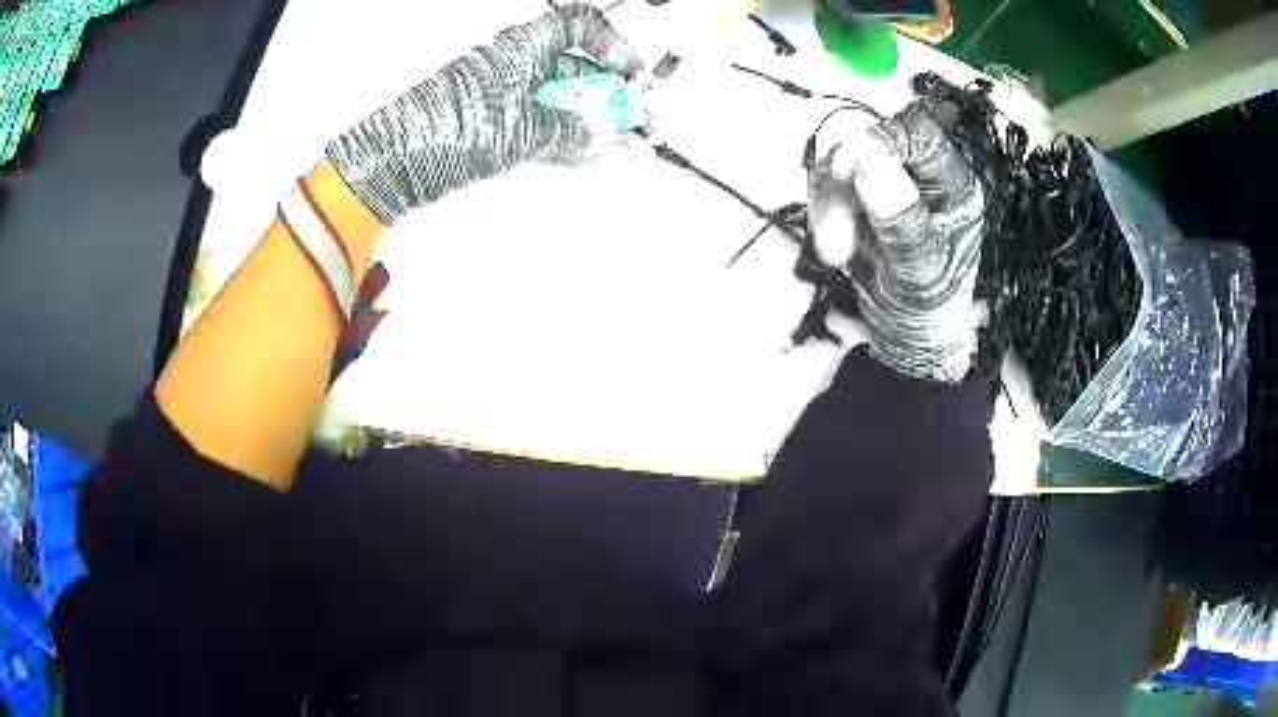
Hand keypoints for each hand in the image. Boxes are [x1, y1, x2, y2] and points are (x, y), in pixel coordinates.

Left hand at [327, 5, 644, 225]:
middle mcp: (517, 65)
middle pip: (579, 67)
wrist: (397, 163)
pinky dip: (573, 138)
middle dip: (613, 92)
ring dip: (597, 119)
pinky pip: (547, 124)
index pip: (581, 27)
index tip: (634, 74)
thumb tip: (609, 139)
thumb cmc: (445, 128)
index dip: (614, 46)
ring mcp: (507, 96)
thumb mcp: (522, 127)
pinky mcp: (498, 125)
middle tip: (638, 119)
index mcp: (523, 46)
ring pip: (565, 99)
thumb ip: (573, 132)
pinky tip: (594, 153)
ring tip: (625, 143)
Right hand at [809, 103, 984, 382]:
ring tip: (835, 254)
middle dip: (841, 184)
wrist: (907, 334)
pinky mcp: (861, 193)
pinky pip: (828, 181)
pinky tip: (833, 247)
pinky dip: (821, 209)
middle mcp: (920, 171)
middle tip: (834, 240)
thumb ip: (901, 220)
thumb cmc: (928, 308)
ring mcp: (888, 179)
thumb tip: (867, 159)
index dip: (877, 141)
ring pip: (841, 158)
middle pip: (869, 141)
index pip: (914, 133)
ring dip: (825, 201)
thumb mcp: (920, 272)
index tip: (845, 174)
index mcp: (952, 182)